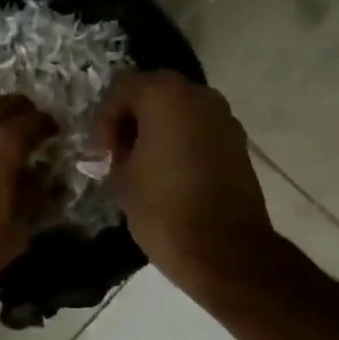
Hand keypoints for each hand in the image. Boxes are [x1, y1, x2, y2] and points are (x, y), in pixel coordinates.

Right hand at [95, 71, 277, 291]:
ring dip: (157, 129)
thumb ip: (114, 155)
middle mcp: (199, 94)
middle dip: (131, 119)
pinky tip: (169, 172)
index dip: (103, 121)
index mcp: (164, 95)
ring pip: (179, 110)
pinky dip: (181, 141)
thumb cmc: (164, 210)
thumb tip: (117, 156)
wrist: (225, 250)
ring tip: (142, 164)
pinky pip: (199, 129)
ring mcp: (224, 117)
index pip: (121, 89)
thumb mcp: (122, 181)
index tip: (100, 154)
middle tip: (117, 153)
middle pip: (153, 92)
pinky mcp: (238, 142)